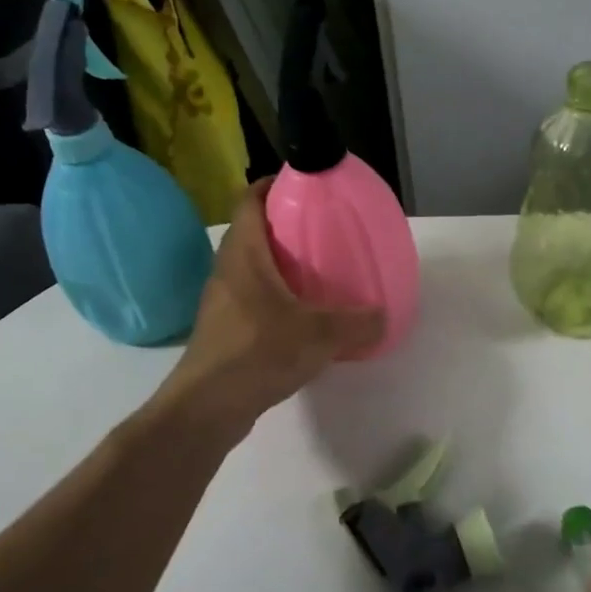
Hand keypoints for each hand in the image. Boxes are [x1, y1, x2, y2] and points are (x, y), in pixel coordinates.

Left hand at [163, 179, 384, 430]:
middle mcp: (228, 270)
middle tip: (324, 231)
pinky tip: (303, 317)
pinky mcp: (225, 330)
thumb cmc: (257, 353)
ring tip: (319, 272)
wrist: (207, 407)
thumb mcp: (319, 335)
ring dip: (281, 264)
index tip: (303, 184)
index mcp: (244, 254)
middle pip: (254, 232)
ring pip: (253, 268)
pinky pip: (253, 299)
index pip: (250, 200)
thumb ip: (356, 322)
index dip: (273, 184)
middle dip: (286, 226)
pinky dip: (277, 297)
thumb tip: (383, 316)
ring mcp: (222, 302)